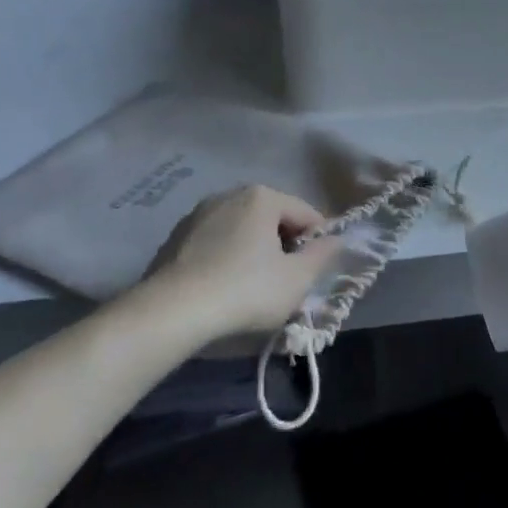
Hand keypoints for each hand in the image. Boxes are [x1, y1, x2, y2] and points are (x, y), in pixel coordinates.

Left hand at [131, 185, 348, 340]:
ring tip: (255, 289)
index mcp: (262, 197)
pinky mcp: (175, 238)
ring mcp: (198, 215)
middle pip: (272, 220)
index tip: (318, 270)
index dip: (319, 241)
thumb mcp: (297, 280)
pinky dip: (226, 260)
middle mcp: (229, 195)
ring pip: (241, 231)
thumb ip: (322, 256)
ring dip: (254, 253)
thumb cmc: (245, 290)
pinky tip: (223, 289)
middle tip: (289, 282)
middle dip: (284, 246)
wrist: (171, 313)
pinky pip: (214, 244)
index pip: (305, 213)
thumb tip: (336, 240)